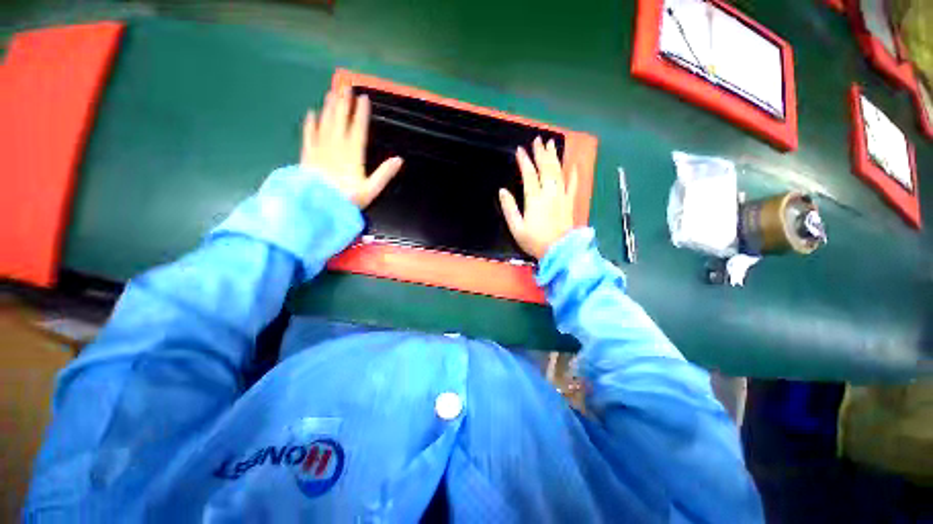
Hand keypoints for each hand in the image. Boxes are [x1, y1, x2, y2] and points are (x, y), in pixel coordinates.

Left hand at [301, 87, 403, 208]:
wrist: (318, 205)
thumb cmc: (347, 198)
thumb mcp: (371, 189)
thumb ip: (384, 174)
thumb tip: (399, 159)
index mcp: (353, 154)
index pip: (358, 128)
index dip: (361, 113)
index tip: (364, 98)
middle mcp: (336, 146)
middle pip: (340, 120)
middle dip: (343, 103)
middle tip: (346, 87)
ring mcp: (320, 148)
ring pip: (325, 123)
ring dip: (329, 108)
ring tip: (331, 94)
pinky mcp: (308, 154)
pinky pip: (308, 134)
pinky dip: (310, 124)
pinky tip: (311, 114)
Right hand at [499, 137, 577, 259]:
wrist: (559, 250)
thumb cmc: (534, 241)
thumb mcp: (516, 227)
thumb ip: (509, 208)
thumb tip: (502, 191)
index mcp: (534, 198)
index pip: (529, 174)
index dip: (525, 161)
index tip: (520, 150)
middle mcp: (549, 193)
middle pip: (546, 168)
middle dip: (541, 153)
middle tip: (538, 140)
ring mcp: (561, 196)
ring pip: (558, 172)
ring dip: (554, 157)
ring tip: (551, 144)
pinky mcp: (569, 202)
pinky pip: (573, 184)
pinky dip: (573, 174)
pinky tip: (573, 165)